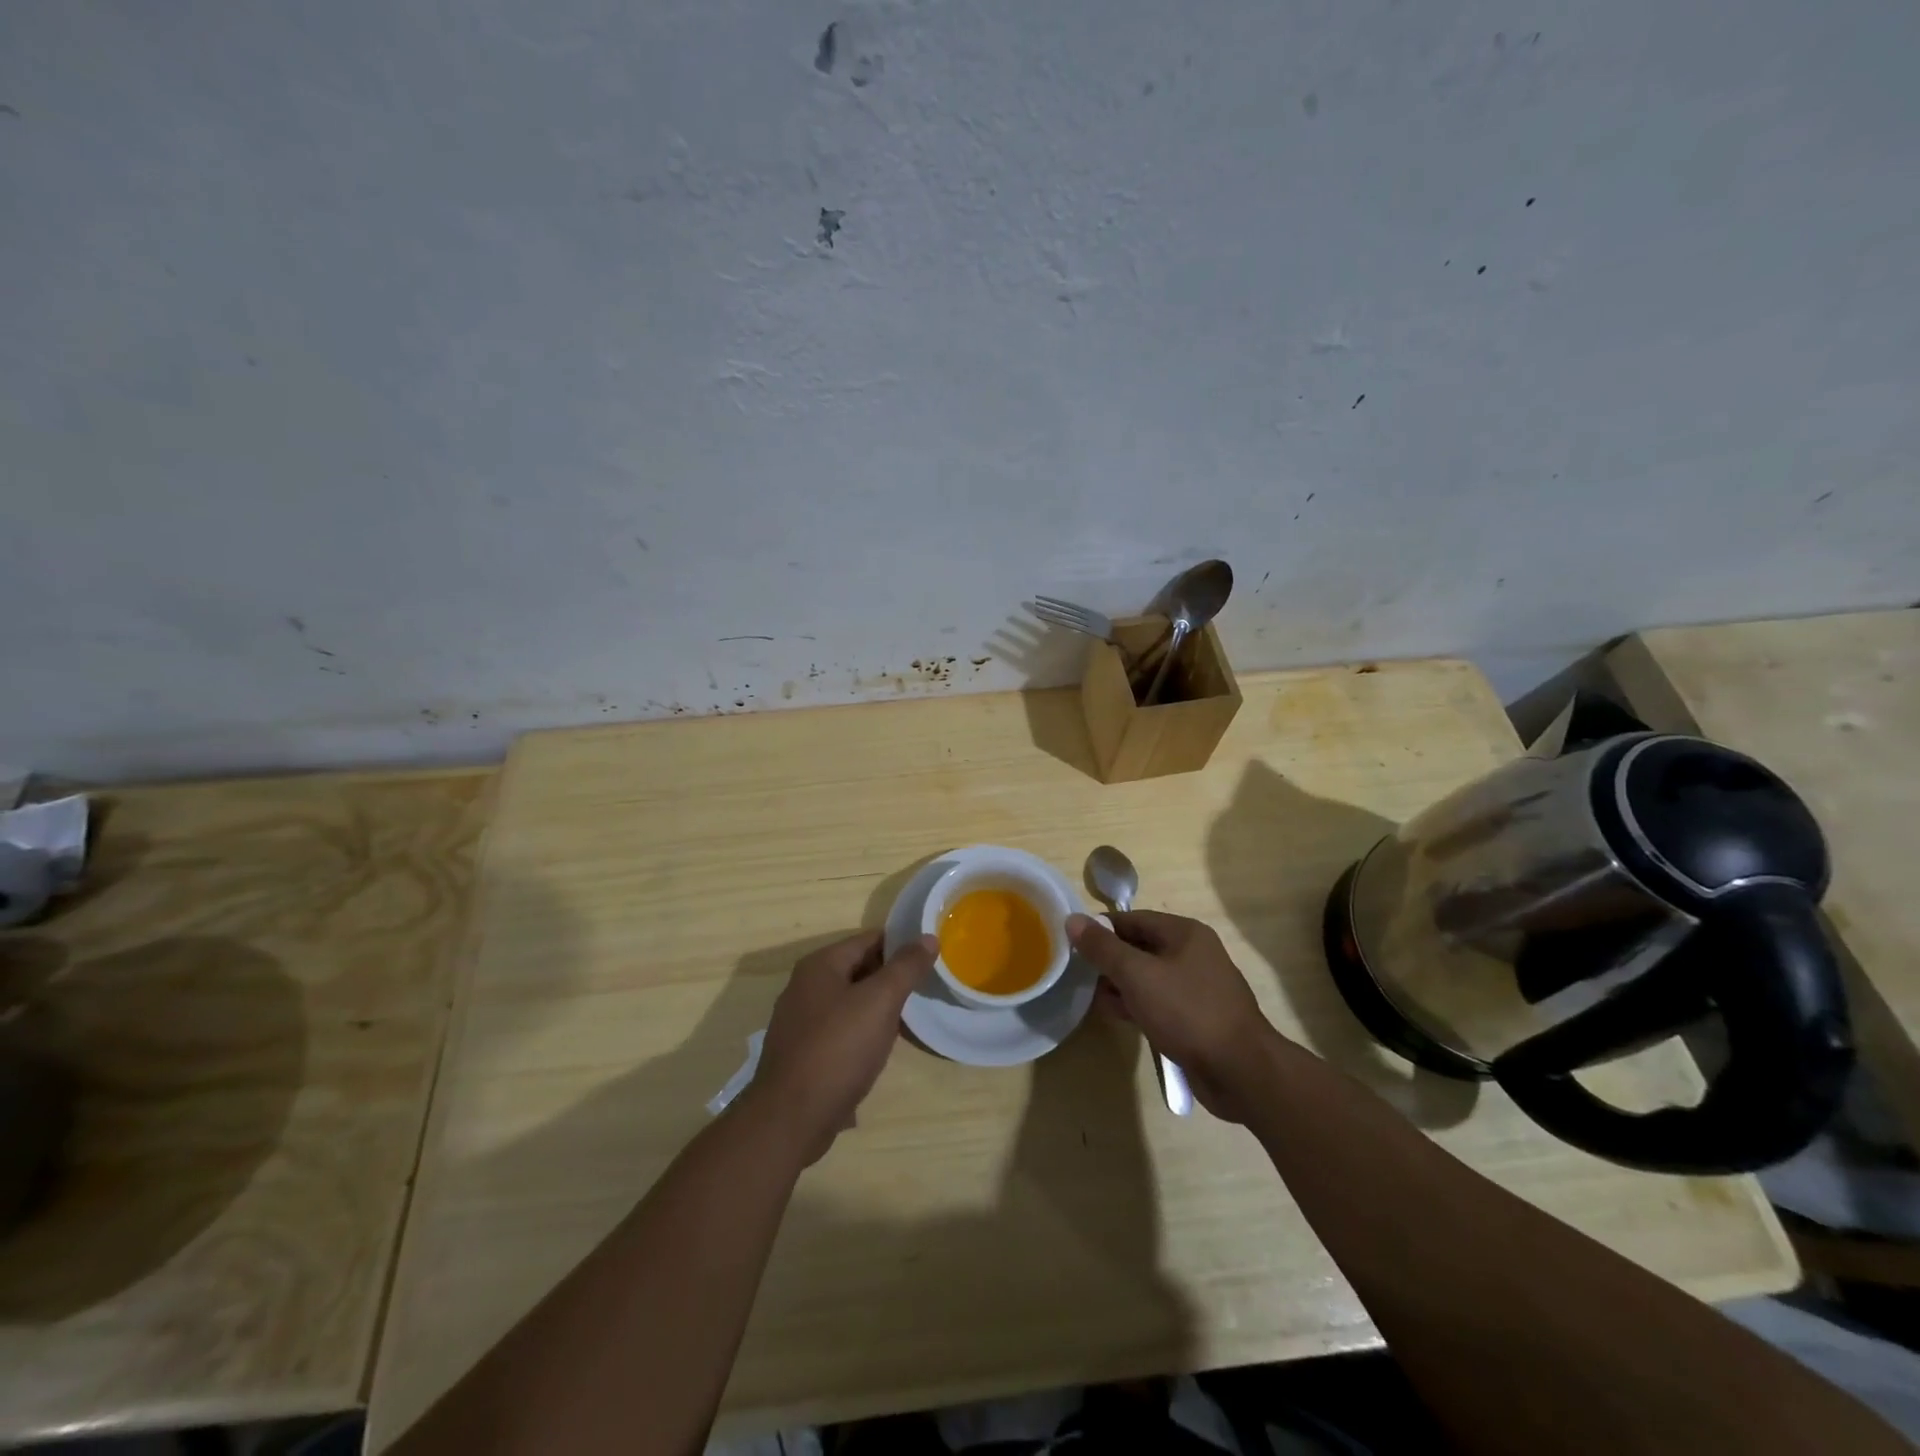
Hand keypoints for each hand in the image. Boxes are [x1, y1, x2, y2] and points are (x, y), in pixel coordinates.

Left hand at [744, 928, 936, 1162]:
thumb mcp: (880, 1002)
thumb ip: (906, 968)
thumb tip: (928, 937)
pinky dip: (862, 1032)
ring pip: (850, 1002)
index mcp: (820, 965)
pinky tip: (880, 1049)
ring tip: (909, 1018)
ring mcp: (800, 1022)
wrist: (790, 1119)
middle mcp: (805, 987)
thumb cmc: (838, 1049)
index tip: (931, 956)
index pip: (869, 940)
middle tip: (926, 987)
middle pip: (858, 969)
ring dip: (878, 1008)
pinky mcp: (802, 1053)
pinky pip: (840, 1030)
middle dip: (891, 977)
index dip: (901, 944)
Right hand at [1067, 910, 1281, 1122]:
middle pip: (1140, 947)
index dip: (1102, 928)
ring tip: (1090, 996)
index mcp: (1185, 934)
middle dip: (1109, 959)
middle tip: (1077, 972)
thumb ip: (1103, 948)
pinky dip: (1137, 1004)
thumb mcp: (1137, 975)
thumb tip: (1073, 919)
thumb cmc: (1187, 1012)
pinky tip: (1115, 1015)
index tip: (1072, 942)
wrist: (1240, 1071)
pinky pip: (1159, 1002)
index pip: (1133, 919)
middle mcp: (1193, 954)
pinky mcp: (1196, 1018)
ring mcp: (1197, 988)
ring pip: (1148, 977)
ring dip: (1120, 985)